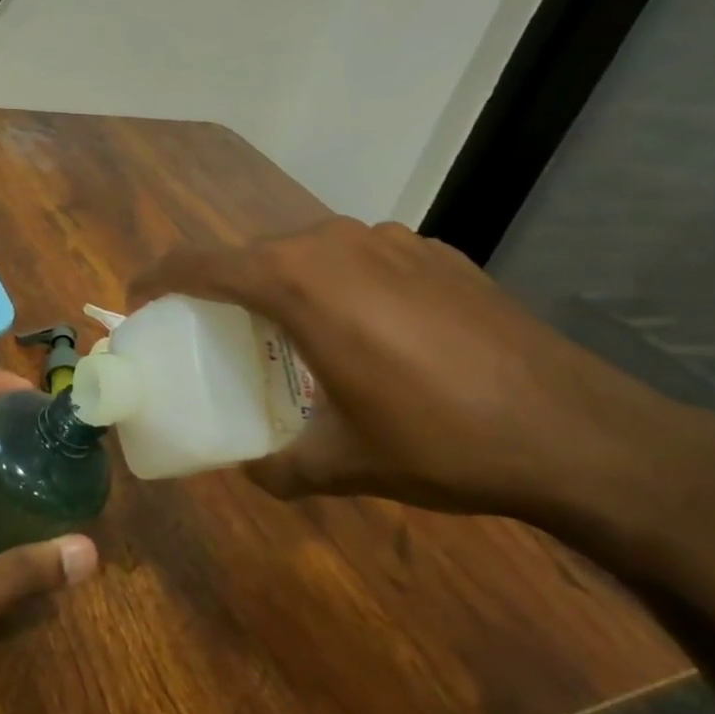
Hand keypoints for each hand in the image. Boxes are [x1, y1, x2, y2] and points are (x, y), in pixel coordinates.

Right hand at [128, 218, 714, 541]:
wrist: (576, 429)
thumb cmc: (439, 440)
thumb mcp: (344, 463)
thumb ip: (280, 467)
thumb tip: (252, 473)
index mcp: (298, 284)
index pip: (200, 263)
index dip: (158, 278)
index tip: (138, 300)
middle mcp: (334, 243)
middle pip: (251, 253)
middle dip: (219, 286)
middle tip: (212, 331)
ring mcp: (389, 240)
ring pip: (305, 250)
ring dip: (279, 283)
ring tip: (288, 333)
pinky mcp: (432, 251)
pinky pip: (357, 256)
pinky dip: (335, 283)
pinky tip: (365, 332)